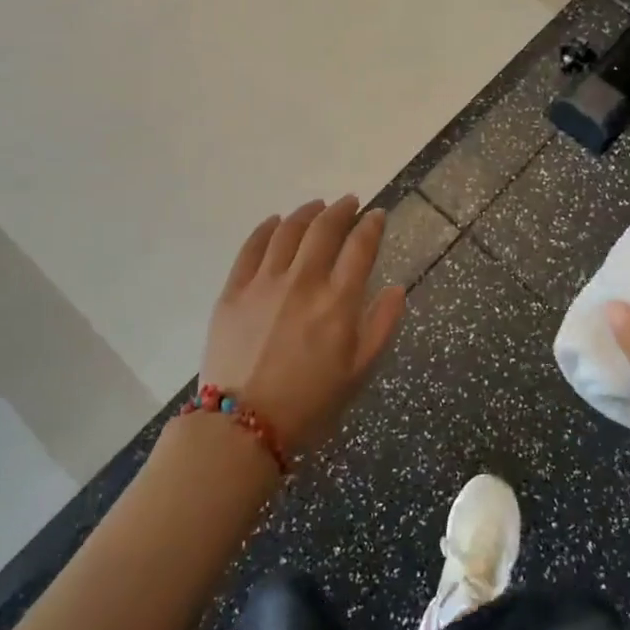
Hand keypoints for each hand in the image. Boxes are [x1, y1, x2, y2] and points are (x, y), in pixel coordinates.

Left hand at [201, 196, 406, 454]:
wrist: (243, 426)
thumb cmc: (309, 404)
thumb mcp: (358, 373)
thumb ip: (381, 326)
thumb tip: (396, 288)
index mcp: (338, 302)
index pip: (360, 247)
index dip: (371, 226)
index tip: (377, 215)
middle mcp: (303, 281)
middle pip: (324, 229)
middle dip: (341, 210)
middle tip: (349, 203)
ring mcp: (264, 282)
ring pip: (288, 231)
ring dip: (306, 213)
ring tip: (316, 207)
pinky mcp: (234, 290)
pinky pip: (251, 247)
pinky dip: (267, 228)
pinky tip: (275, 222)